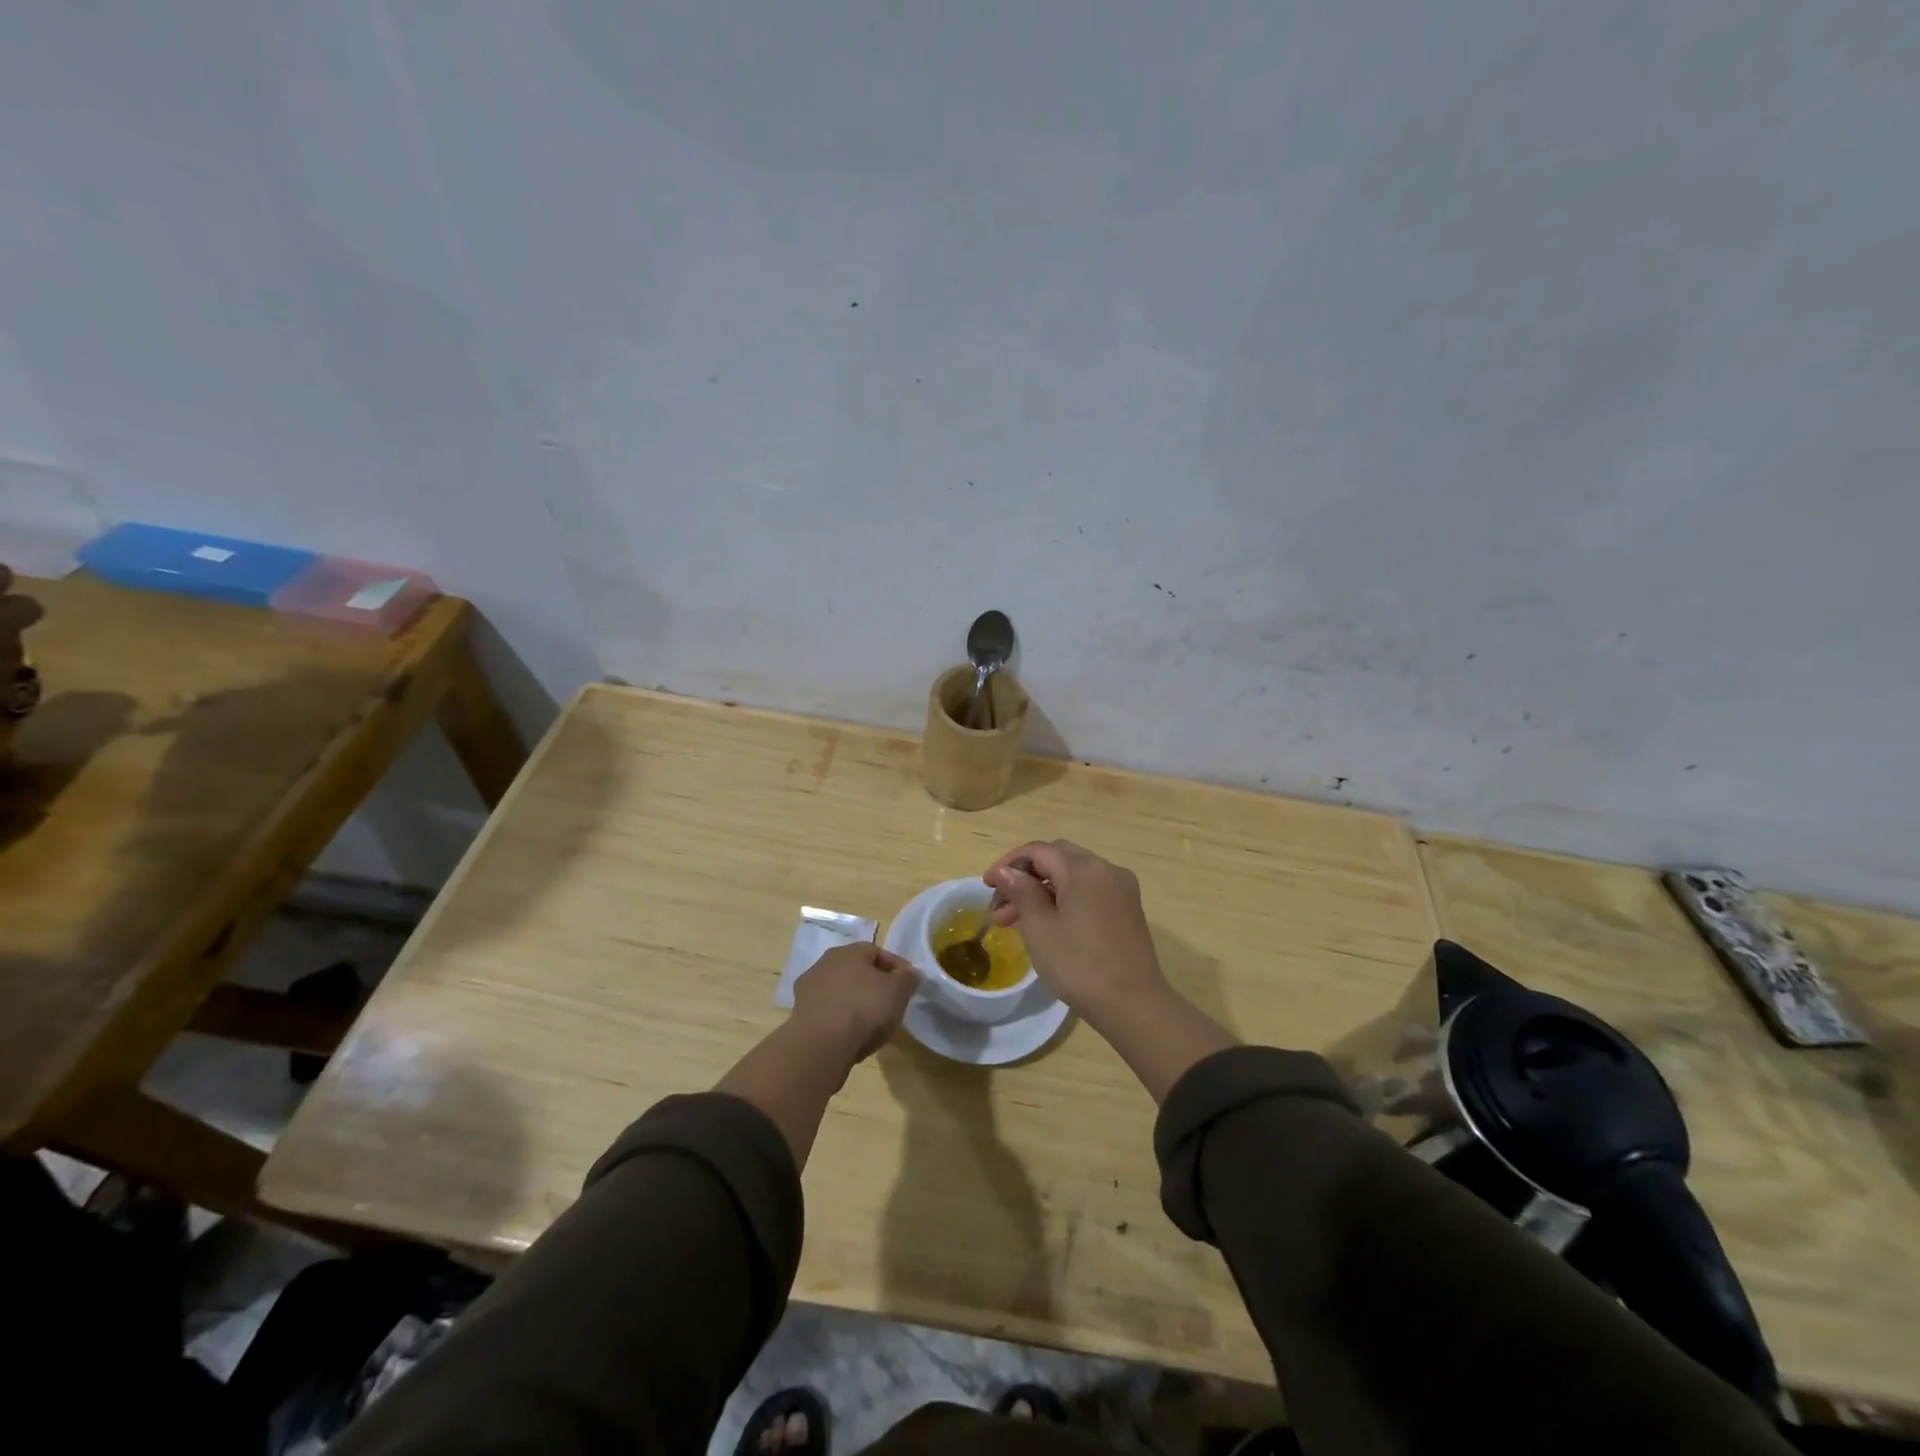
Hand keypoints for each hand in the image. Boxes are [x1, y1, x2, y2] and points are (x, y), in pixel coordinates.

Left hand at [791, 942, 919, 1062]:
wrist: (821, 1045)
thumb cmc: (864, 1008)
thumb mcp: (898, 991)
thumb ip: (908, 979)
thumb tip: (910, 973)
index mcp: (848, 951)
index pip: (877, 952)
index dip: (896, 967)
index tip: (909, 984)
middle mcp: (824, 964)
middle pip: (856, 971)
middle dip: (874, 985)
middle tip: (891, 1003)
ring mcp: (808, 990)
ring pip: (841, 993)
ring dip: (856, 1003)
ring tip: (873, 1024)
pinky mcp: (800, 1016)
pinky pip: (829, 1014)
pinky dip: (841, 1021)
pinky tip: (852, 1036)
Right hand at [983, 840, 1166, 1024]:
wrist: (1133, 1004)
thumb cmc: (1079, 965)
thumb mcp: (1040, 928)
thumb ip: (1021, 892)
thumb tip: (1006, 871)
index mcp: (1084, 869)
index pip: (1038, 851)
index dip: (1008, 864)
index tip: (986, 885)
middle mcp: (1106, 869)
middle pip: (1057, 858)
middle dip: (1025, 877)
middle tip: (1000, 903)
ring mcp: (1120, 888)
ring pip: (1072, 876)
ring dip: (1042, 890)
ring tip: (1013, 921)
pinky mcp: (1127, 908)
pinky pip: (1088, 891)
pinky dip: (1064, 899)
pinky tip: (1045, 923)